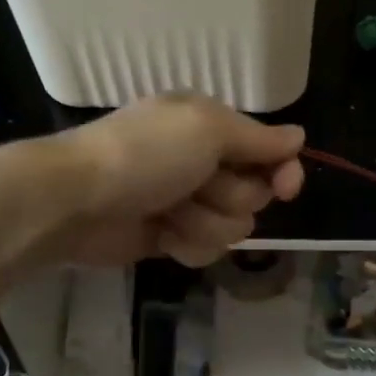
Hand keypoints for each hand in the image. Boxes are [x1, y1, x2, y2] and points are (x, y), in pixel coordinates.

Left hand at [40, 94, 305, 267]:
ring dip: (204, 223)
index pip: (271, 152)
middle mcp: (205, 162)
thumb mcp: (206, 129)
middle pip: (255, 195)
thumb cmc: (144, 155)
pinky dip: (187, 244)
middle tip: (195, 187)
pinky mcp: (172, 237)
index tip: (285, 188)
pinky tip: (162, 236)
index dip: (283, 172)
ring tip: (169, 213)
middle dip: (228, 197)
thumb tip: (299, 137)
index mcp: (212, 127)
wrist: (75, 201)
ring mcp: (188, 202)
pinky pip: (207, 249)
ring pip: (233, 227)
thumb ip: (258, 138)